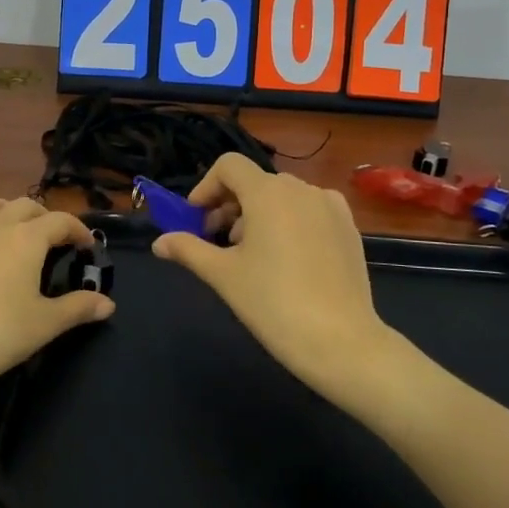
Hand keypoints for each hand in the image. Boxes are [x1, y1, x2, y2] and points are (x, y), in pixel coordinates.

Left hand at [0, 192, 113, 396]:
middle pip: (26, 206)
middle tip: (56, 241)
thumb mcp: (45, 324)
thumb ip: (78, 308)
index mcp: (27, 239)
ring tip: (14, 220)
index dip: (79, 230)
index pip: (61, 221)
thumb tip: (108, 303)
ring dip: (4, 207)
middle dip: (45, 217)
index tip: (89, 249)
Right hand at [154, 153, 404, 404]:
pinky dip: (289, 223)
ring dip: (258, 216)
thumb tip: (159, 242)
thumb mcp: (223, 275)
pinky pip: (309, 212)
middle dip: (230, 206)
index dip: (206, 187)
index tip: (195, 220)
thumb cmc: (273, 303)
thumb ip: (188, 250)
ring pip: (283, 197)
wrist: (341, 342)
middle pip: (255, 182)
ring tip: (250, 256)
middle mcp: (302, 188)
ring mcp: (330, 207)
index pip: (229, 166)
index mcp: (269, 192)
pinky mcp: (349, 228)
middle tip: (217, 242)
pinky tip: (286, 261)